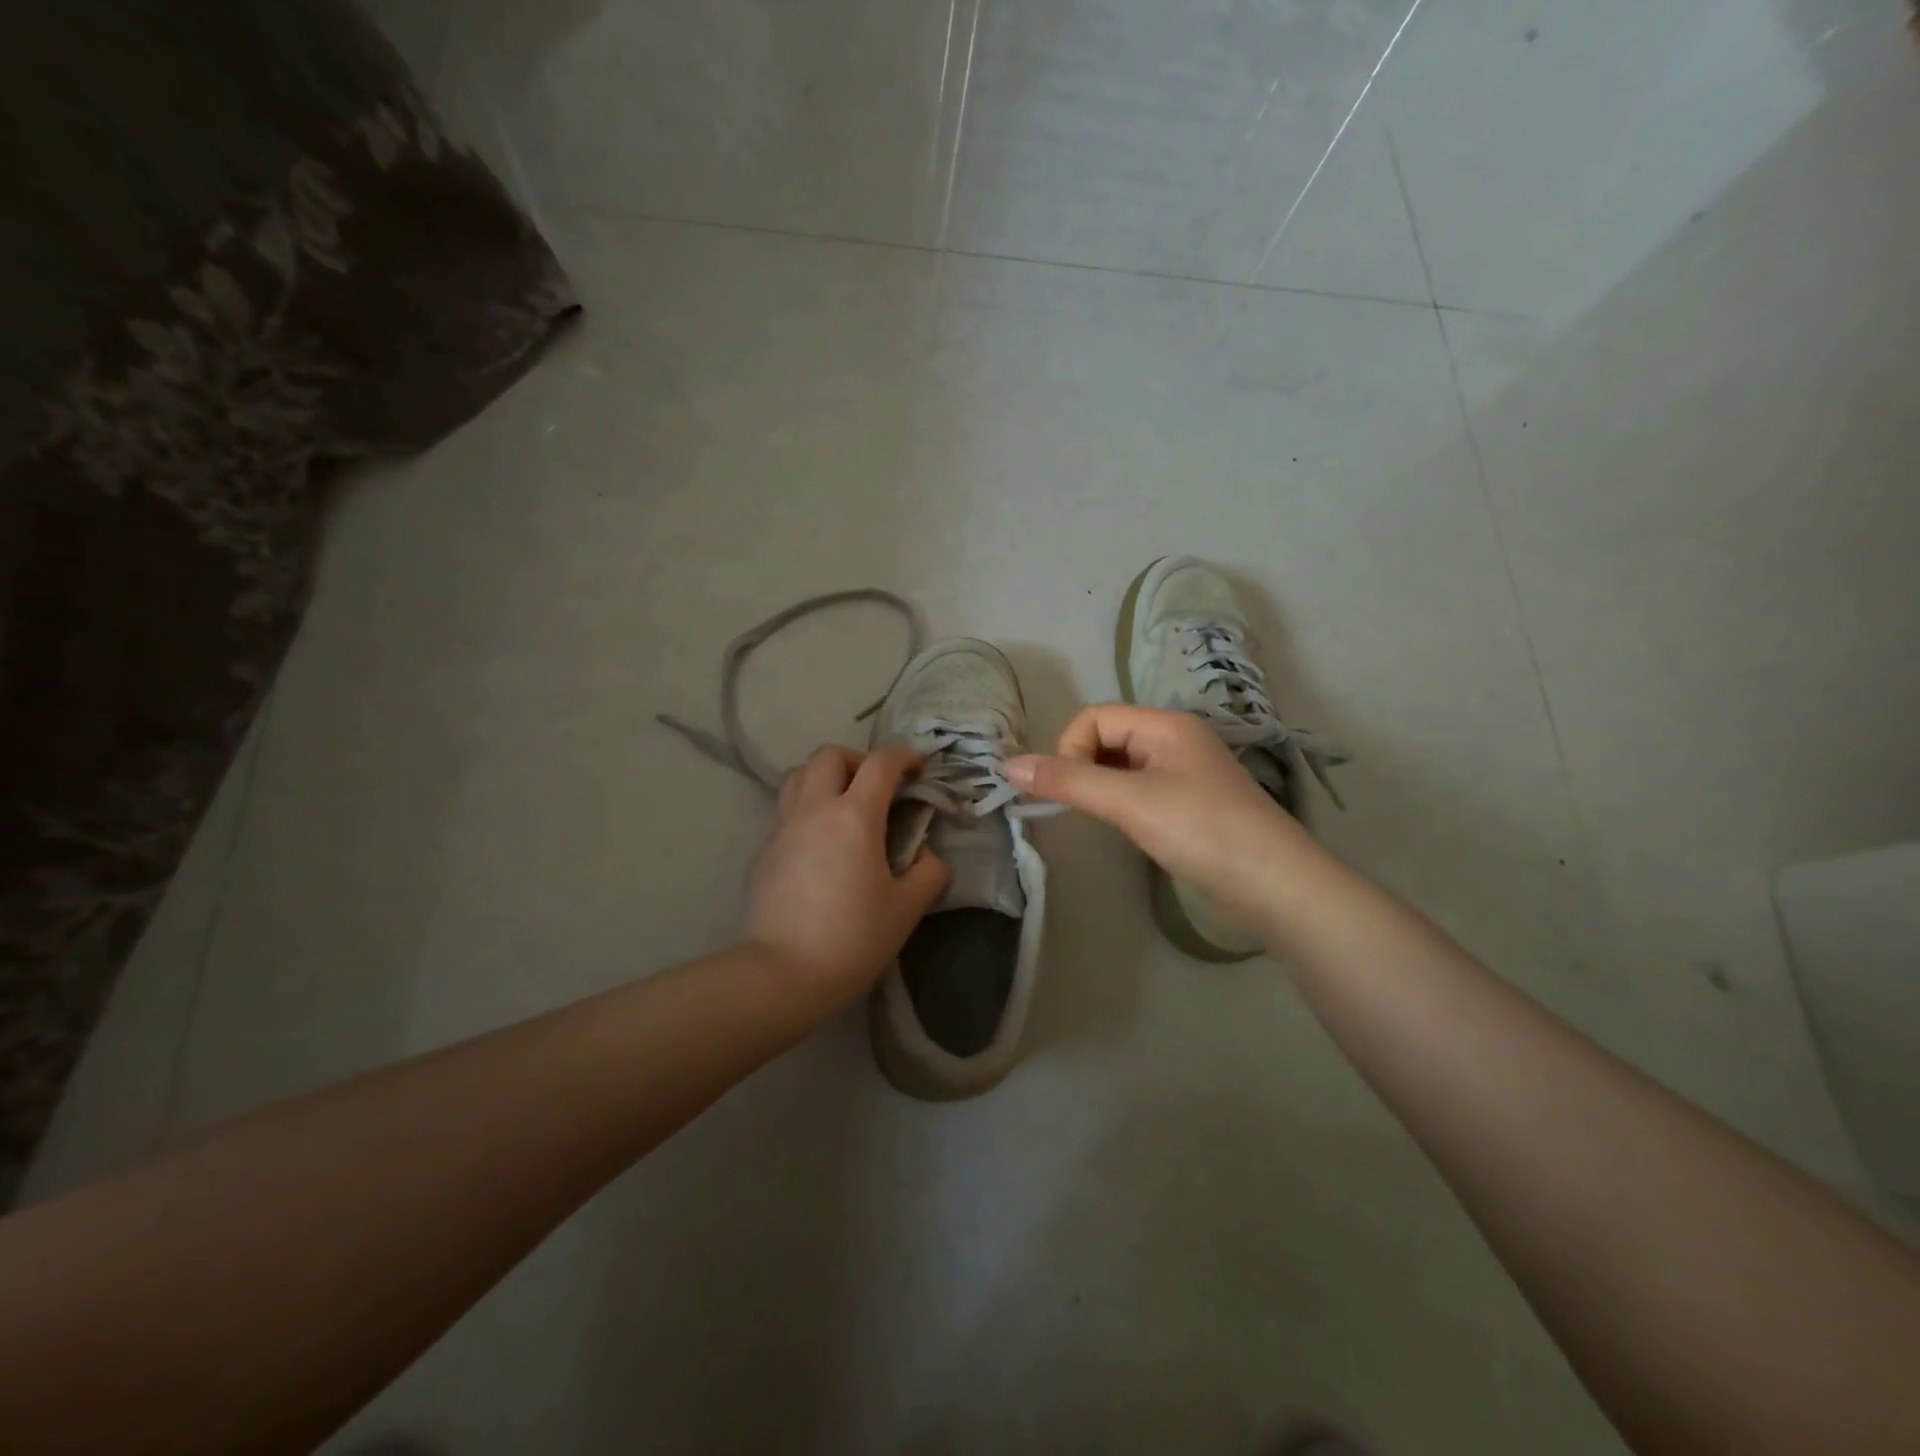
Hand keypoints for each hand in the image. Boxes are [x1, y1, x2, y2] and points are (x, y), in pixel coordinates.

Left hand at [745, 745, 949, 1007]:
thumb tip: (924, 855)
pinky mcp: (764, 852)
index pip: (881, 762)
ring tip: (844, 806)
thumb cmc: (853, 938)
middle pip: (829, 754)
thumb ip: (928, 871)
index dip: (904, 757)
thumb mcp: (908, 908)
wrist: (783, 974)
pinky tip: (821, 847)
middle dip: (858, 760)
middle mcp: (814, 809)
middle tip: (876, 788)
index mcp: (854, 816)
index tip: (918, 771)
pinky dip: (807, 811)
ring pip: (798, 776)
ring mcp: (783, 828)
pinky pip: (786, 811)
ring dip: (825, 777)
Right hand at [1006, 704, 1309, 916]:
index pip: (1094, 718)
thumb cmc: (1199, 830)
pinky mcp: (1189, 802)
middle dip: (1083, 768)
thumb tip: (1008, 765)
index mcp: (1164, 724)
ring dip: (1101, 786)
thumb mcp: (1128, 801)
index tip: (1072, 791)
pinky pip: (1140, 788)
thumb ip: (1068, 781)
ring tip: (1105, 820)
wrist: (1272, 883)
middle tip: (1084, 808)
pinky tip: (1128, 828)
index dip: (1070, 749)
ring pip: (1121, 766)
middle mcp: (1174, 739)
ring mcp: (1184, 771)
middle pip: (1107, 738)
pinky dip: (1121, 802)